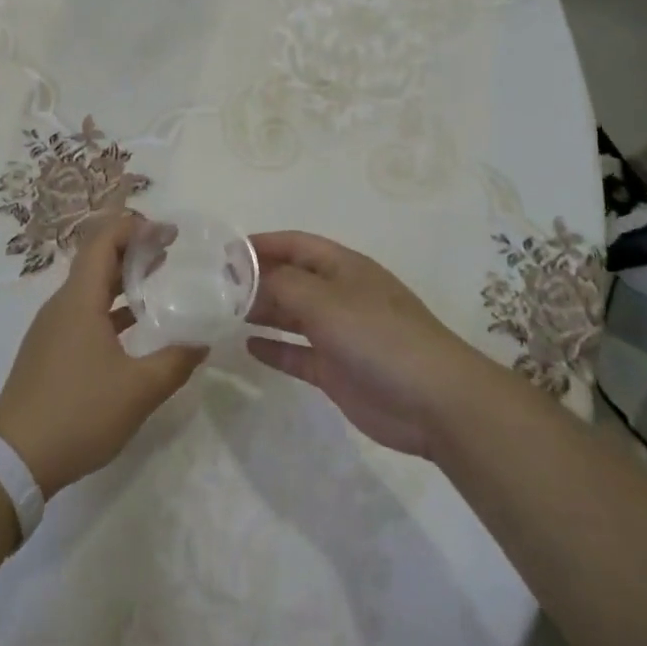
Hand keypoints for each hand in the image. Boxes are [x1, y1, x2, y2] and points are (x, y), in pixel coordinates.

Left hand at [0, 213, 207, 496]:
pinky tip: (133, 325)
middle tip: (169, 250)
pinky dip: (109, 306)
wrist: (15, 457)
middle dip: (132, 248)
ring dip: (121, 277)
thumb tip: (203, 342)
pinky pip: (83, 312)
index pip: (104, 241)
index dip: (135, 228)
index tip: (169, 233)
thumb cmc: (78, 413)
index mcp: (79, 300)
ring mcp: (52, 328)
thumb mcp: (138, 390)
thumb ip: (175, 362)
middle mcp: (62, 305)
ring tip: (156, 278)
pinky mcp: (49, 351)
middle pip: (96, 260)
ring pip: (89, 287)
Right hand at [245, 231, 484, 457]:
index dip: (261, 244)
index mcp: (343, 268)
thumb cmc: (379, 337)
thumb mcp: (327, 300)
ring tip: (222, 314)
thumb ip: (285, 284)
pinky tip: (248, 347)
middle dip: (256, 280)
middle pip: (291, 279)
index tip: (223, 252)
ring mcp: (339, 334)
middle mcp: (340, 295)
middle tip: (213, 288)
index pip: (296, 244)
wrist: (433, 401)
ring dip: (261, 312)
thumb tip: (252, 275)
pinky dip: (275, 349)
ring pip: (292, 315)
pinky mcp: (337, 370)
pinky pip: (298, 353)